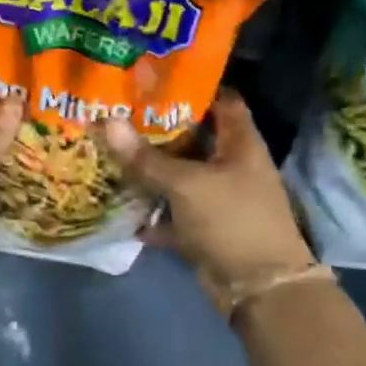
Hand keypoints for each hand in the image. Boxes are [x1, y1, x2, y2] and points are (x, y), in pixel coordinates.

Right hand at [101, 90, 316, 296]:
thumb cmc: (232, 220)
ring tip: (110, 149)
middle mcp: (230, 165)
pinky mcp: (204, 227)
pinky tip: (119, 204)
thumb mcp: (186, 184)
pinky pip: (172, 213)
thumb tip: (107, 120)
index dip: (193, 86)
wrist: (258, 287)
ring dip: (150, 169)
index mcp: (240, 143)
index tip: (153, 78)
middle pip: (193, 137)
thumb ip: (146, 157)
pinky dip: (150, 212)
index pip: (221, 100)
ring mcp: (217, 198)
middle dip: (158, 127)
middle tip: (119, 110)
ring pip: (178, 176)